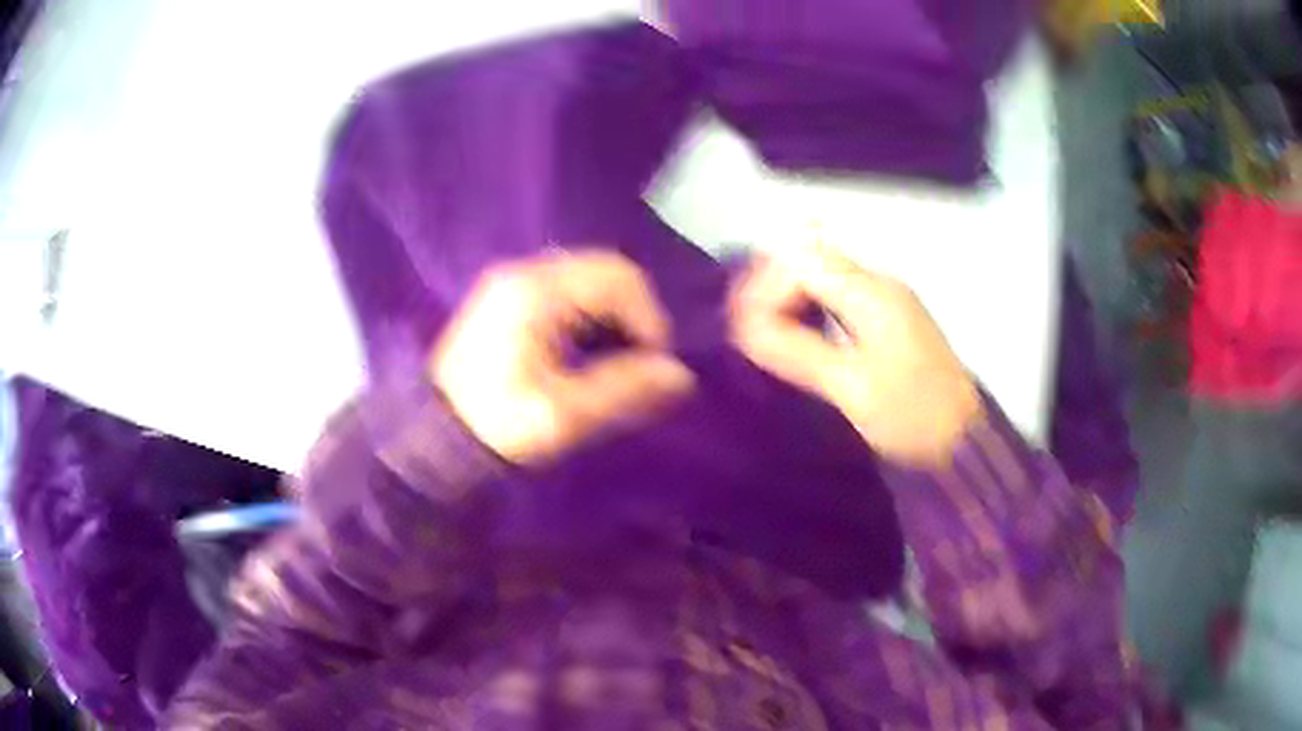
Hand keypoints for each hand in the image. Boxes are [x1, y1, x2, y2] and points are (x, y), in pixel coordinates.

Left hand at [432, 250, 694, 464]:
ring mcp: (514, 281)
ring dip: (612, 315)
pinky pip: (566, 290)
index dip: (650, 317)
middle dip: (633, 314)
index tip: (654, 364)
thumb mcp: (564, 414)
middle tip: (638, 362)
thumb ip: (624, 390)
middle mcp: (526, 272)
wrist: (435, 434)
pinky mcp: (508, 297)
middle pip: (605, 271)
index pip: (619, 278)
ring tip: (614, 360)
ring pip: (587, 279)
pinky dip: (589, 315)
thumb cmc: (498, 424)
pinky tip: (585, 351)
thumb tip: (680, 376)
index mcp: (538, 292)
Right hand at [729, 248, 980, 467]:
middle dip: (772, 287)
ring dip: (789, 297)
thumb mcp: (851, 387)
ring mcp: (888, 299)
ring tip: (764, 334)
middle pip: (811, 259)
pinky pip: (838, 295)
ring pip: (823, 275)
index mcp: (871, 293)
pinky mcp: (890, 319)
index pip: (801, 261)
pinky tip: (799, 336)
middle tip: (748, 330)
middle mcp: (879, 283)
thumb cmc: (911, 416)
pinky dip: (810, 308)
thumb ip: (798, 350)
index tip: (742, 327)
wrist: (963, 440)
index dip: (764, 286)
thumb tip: (745, 326)